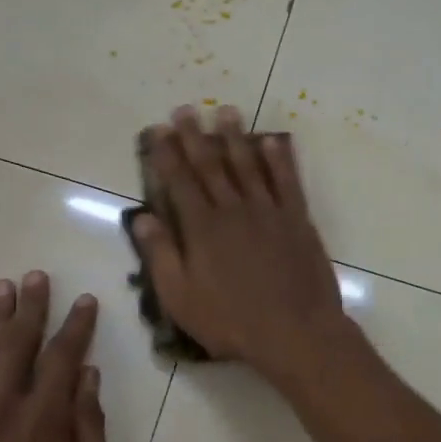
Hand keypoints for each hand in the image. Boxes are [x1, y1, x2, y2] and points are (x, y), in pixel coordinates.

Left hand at [0, 272, 115, 441]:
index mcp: (45, 424)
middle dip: (30, 309)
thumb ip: (90, 431)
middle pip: (17, 347)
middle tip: (35, 277)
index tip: (85, 301)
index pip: (64, 360)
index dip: (76, 328)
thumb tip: (88, 379)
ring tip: (1, 288)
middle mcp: (2, 411)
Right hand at [130, 105, 350, 383]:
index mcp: (202, 228)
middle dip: (195, 136)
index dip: (166, 154)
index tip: (158, 130)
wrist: (295, 332)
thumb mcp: (181, 298)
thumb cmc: (231, 321)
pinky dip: (279, 159)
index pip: (179, 181)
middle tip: (185, 109)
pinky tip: (271, 142)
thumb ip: (161, 255)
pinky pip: (287, 180)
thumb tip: (142, 218)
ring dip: (234, 137)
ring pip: (248, 164)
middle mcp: (234, 209)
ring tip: (225, 112)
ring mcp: (269, 211)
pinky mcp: (297, 220)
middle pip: (211, 165)